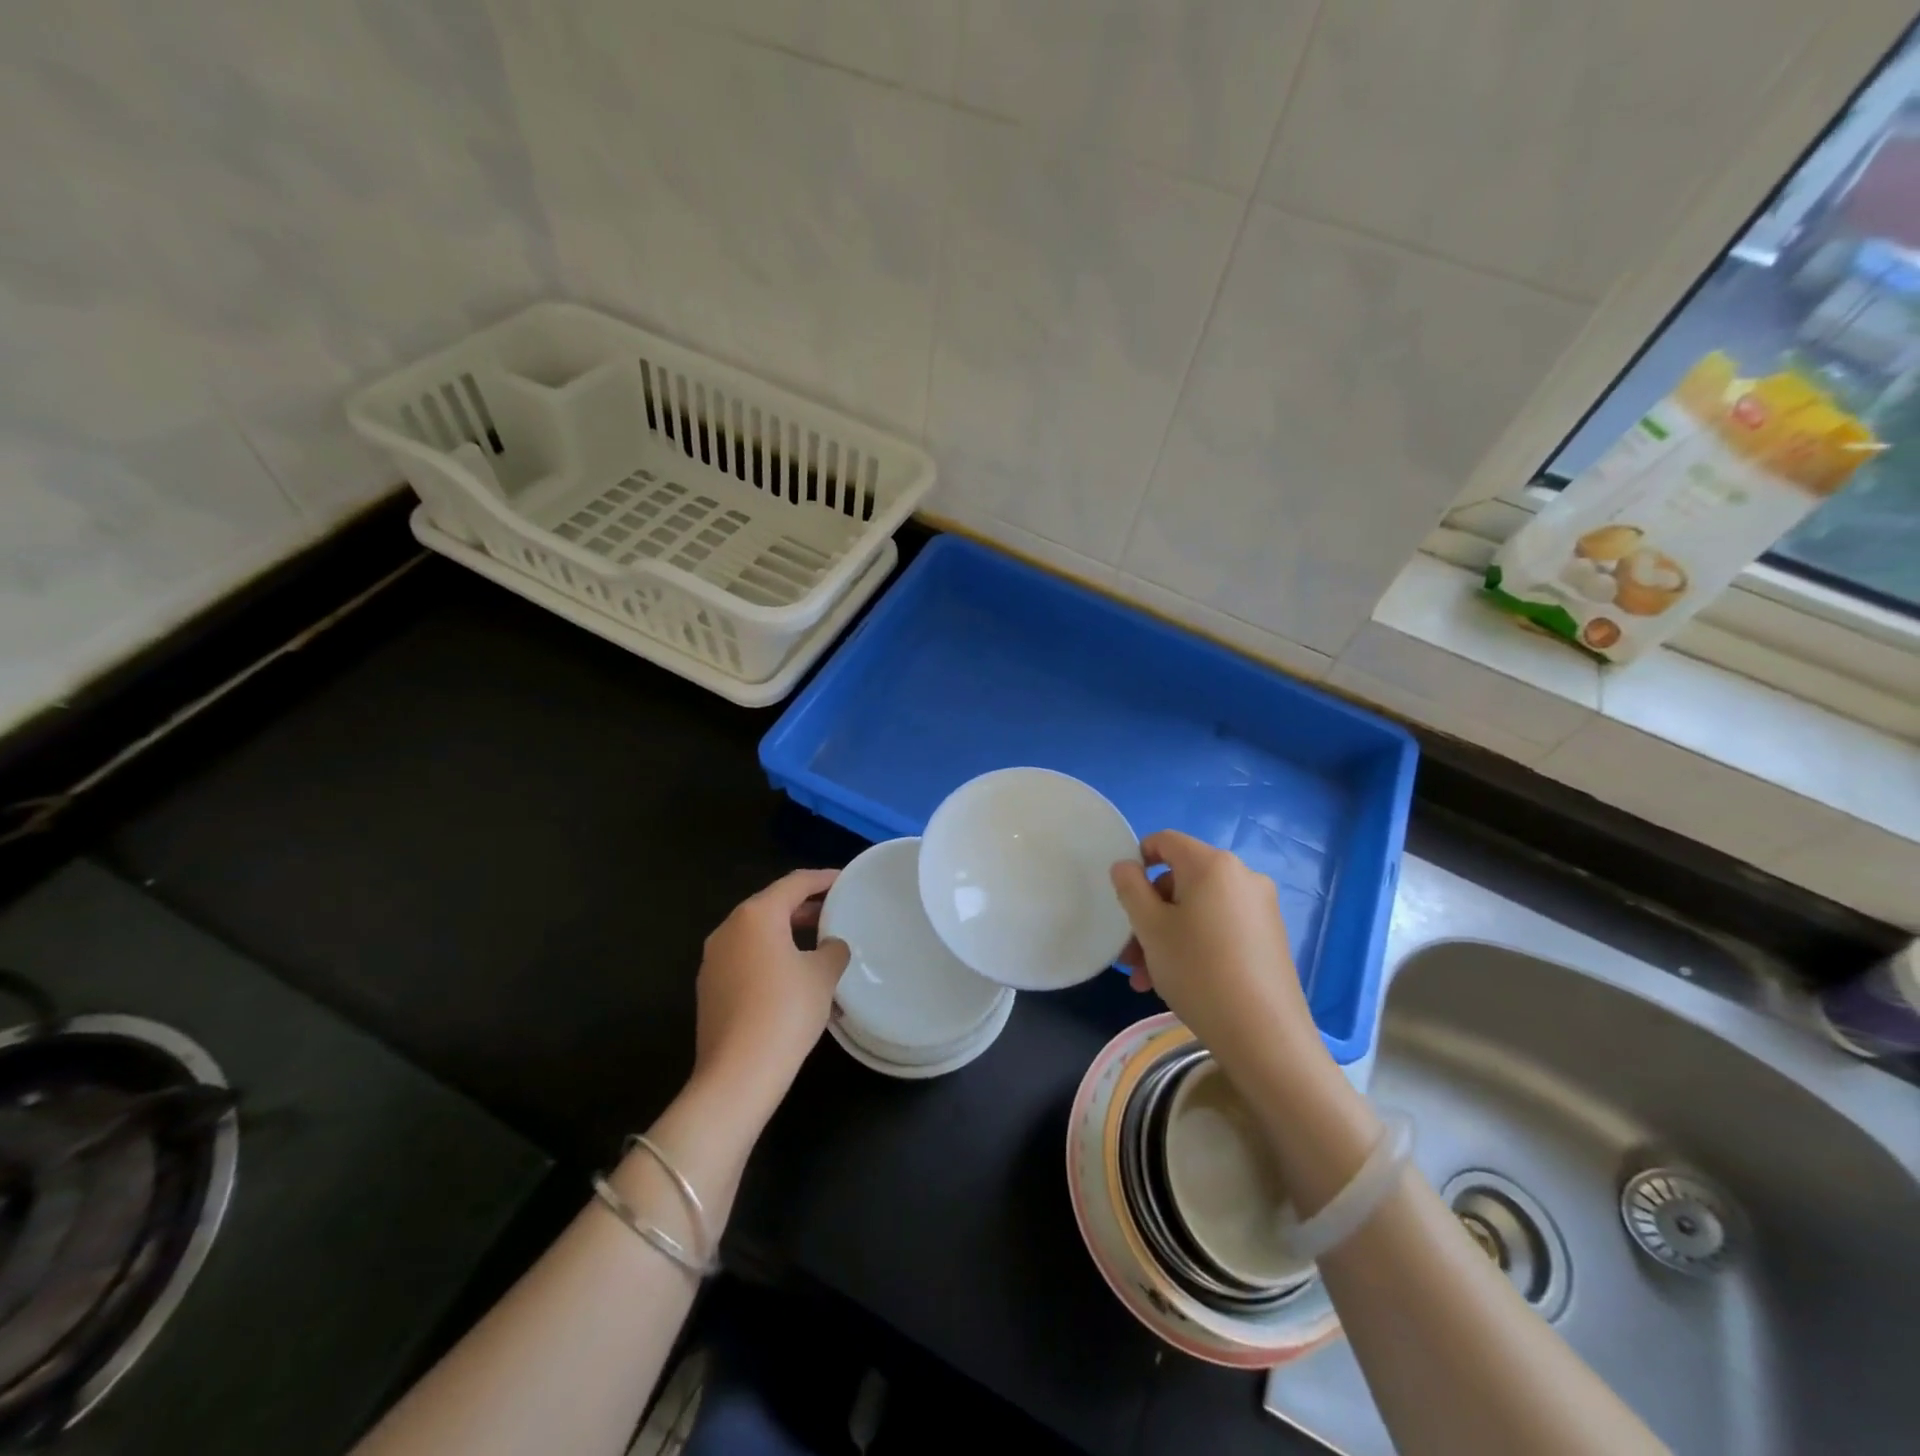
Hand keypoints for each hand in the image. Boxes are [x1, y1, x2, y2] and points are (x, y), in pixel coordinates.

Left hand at [692, 870, 849, 1111]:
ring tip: (821, 948)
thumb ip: (832, 950)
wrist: (737, 1075)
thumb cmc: (785, 1011)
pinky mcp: (710, 989)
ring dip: (790, 937)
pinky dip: (773, 960)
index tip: (845, 880)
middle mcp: (729, 929)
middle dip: (806, 908)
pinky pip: (747, 961)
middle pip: (773, 906)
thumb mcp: (822, 976)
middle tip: (836, 912)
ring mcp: (714, 960)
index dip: (823, 879)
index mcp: (756, 915)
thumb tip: (830, 946)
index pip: (795, 883)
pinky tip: (797, 982)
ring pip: (758, 936)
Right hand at [1110, 831, 1319, 1077]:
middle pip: (1181, 880)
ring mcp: (1260, 908)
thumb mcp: (1150, 928)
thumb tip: (1126, 866)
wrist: (1264, 1035)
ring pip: (1198, 910)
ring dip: (1167, 936)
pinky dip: (1195, 944)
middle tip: (1131, 954)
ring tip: (1147, 978)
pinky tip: (1179, 982)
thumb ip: (1131, 888)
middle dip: (1149, 913)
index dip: (1138, 860)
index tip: (1123, 895)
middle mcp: (1242, 877)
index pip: (1165, 841)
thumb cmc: (1197, 970)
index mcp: (1212, 865)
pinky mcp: (1270, 937)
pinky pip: (1220, 927)